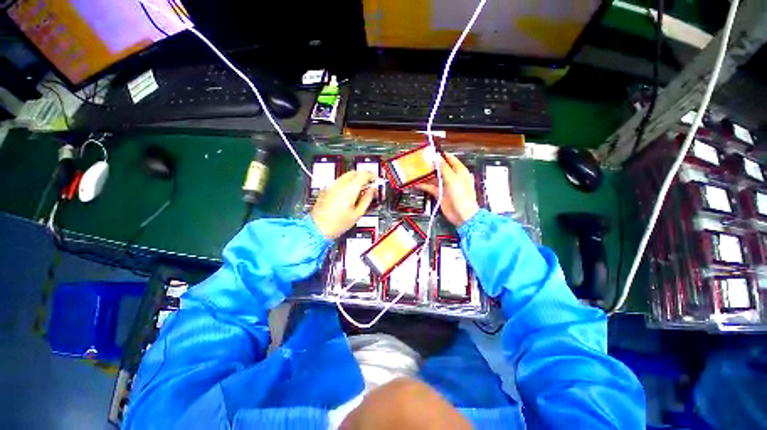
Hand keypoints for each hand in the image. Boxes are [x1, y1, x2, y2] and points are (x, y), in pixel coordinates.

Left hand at [311, 170, 375, 238]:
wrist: (318, 228)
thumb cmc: (337, 224)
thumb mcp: (358, 213)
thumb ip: (367, 199)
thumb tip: (373, 190)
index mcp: (350, 189)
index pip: (364, 174)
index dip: (372, 175)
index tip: (375, 179)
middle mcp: (340, 184)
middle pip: (354, 172)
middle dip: (363, 176)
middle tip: (369, 184)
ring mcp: (332, 186)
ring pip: (346, 176)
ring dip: (355, 179)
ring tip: (360, 190)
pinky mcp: (326, 189)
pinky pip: (339, 182)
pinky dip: (347, 184)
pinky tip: (349, 194)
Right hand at [416, 153, 478, 226]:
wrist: (462, 215)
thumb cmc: (463, 198)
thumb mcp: (453, 179)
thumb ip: (444, 168)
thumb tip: (437, 157)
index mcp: (459, 171)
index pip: (448, 158)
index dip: (439, 155)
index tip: (429, 152)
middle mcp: (452, 177)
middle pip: (439, 168)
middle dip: (429, 165)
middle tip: (419, 162)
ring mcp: (445, 185)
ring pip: (433, 177)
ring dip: (425, 175)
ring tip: (415, 172)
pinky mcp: (439, 193)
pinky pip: (430, 187)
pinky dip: (423, 185)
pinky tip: (416, 183)